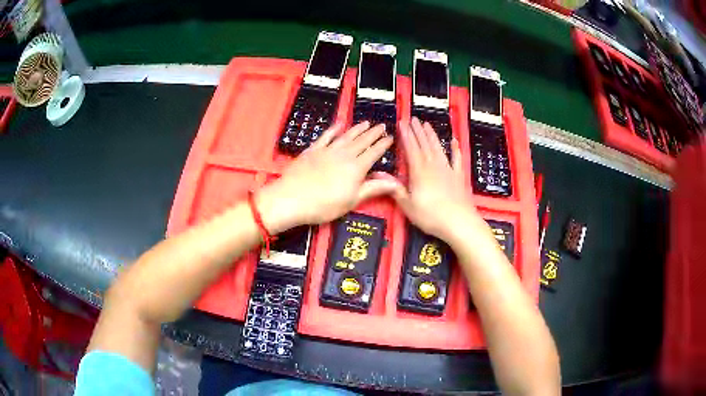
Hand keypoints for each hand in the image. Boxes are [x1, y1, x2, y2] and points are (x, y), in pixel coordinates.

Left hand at [257, 122, 398, 232]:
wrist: (292, 198)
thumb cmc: (324, 205)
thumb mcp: (353, 200)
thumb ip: (374, 188)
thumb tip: (396, 183)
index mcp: (356, 168)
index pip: (374, 152)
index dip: (383, 145)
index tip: (391, 138)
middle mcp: (344, 155)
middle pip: (362, 141)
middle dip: (373, 133)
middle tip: (382, 126)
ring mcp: (327, 150)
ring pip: (346, 136)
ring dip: (357, 129)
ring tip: (366, 123)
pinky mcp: (313, 150)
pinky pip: (326, 136)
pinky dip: (333, 130)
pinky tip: (338, 125)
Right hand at [392, 118, 476, 241]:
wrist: (459, 222)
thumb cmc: (430, 216)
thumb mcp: (407, 205)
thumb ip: (394, 188)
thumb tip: (377, 174)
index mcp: (419, 172)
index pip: (411, 148)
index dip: (406, 135)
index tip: (402, 123)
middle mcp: (433, 166)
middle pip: (424, 144)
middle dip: (417, 131)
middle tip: (413, 118)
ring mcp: (448, 170)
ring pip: (438, 148)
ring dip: (432, 135)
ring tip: (427, 125)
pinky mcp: (459, 176)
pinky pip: (457, 159)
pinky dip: (455, 149)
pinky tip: (454, 141)